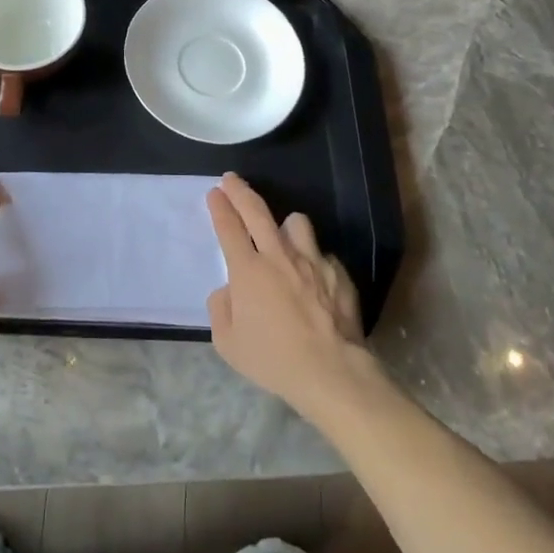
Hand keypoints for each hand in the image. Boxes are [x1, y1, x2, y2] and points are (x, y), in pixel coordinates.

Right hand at [206, 172, 375, 416]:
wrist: (332, 372)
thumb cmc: (274, 359)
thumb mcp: (228, 343)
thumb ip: (220, 310)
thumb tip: (228, 291)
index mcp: (248, 270)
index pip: (229, 226)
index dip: (220, 206)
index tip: (215, 192)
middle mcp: (279, 255)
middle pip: (257, 211)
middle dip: (240, 191)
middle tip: (231, 180)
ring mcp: (312, 261)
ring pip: (296, 223)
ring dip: (285, 225)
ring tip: (282, 235)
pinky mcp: (338, 273)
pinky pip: (321, 255)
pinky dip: (313, 260)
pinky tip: (313, 278)